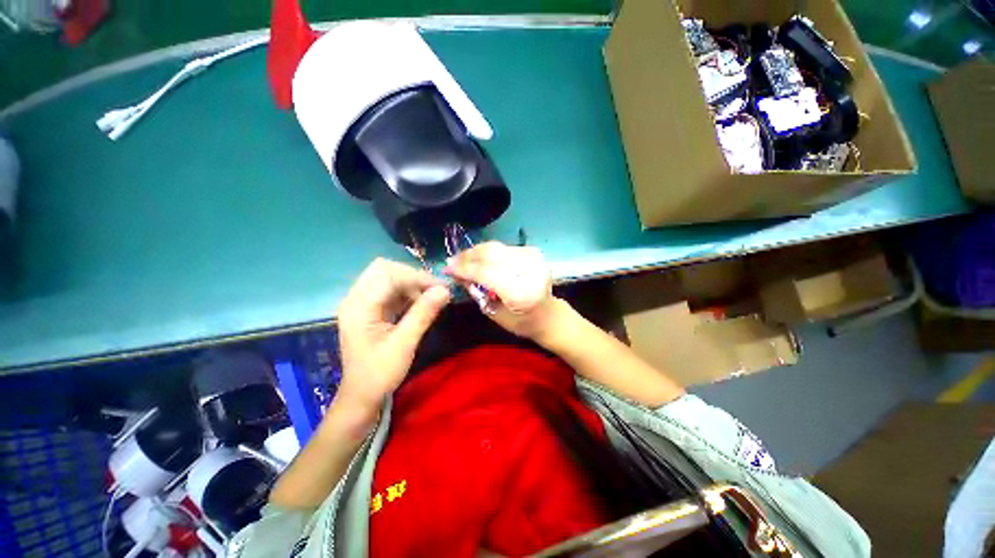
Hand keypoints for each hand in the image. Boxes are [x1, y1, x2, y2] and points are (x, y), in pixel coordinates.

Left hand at [336, 259, 450, 414]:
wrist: (361, 395)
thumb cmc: (380, 373)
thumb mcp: (404, 344)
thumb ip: (423, 313)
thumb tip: (445, 290)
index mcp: (359, 306)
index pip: (388, 274)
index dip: (416, 277)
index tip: (441, 288)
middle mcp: (356, 298)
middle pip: (384, 269)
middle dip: (412, 276)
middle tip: (434, 291)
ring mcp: (361, 303)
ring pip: (388, 277)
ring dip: (411, 284)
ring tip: (431, 298)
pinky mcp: (369, 309)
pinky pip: (389, 290)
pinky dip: (407, 292)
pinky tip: (420, 303)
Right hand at [444, 242, 558, 341]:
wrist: (549, 315)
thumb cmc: (521, 322)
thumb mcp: (493, 313)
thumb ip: (476, 291)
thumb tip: (457, 273)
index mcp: (520, 292)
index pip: (485, 273)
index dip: (464, 268)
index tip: (447, 268)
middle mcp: (529, 270)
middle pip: (491, 254)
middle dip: (468, 256)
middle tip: (452, 261)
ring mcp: (533, 258)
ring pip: (496, 247)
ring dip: (476, 252)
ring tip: (462, 259)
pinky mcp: (533, 252)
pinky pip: (503, 248)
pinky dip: (489, 252)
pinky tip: (479, 258)